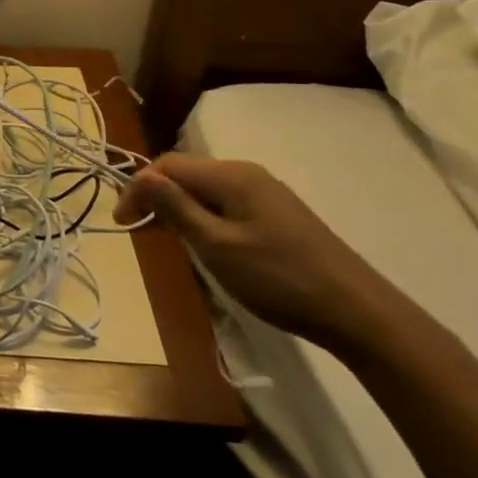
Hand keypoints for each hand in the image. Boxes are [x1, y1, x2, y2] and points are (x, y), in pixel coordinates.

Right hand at [115, 153, 392, 351]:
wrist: (356, 311)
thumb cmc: (279, 278)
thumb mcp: (217, 246)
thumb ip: (177, 208)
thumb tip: (141, 176)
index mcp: (231, 175)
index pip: (167, 165)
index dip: (138, 188)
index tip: (121, 224)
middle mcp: (247, 174)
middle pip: (186, 173)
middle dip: (156, 196)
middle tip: (139, 232)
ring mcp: (265, 193)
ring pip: (205, 189)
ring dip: (178, 208)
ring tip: (167, 240)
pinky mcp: (277, 214)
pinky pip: (225, 204)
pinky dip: (203, 217)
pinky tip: (205, 244)